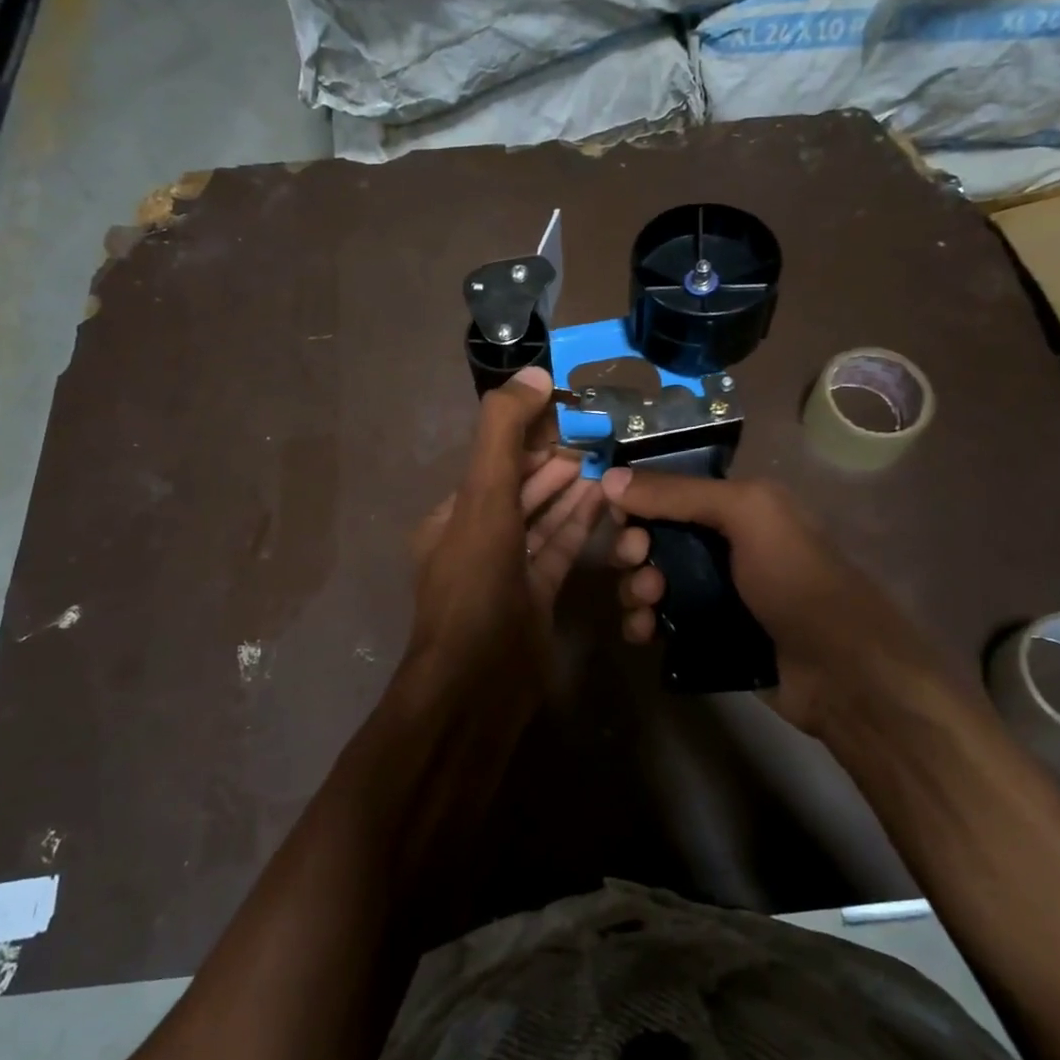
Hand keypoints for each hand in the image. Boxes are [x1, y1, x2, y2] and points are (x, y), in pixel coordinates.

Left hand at [405, 368, 603, 688]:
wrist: (479, 685)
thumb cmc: (476, 585)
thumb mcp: (483, 500)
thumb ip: (504, 435)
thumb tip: (534, 375)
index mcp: (452, 516)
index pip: (493, 460)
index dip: (527, 433)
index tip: (567, 409)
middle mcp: (476, 539)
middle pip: (519, 488)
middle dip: (553, 460)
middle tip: (597, 434)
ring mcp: (507, 571)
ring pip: (541, 519)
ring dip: (570, 490)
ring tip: (606, 460)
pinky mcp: (535, 597)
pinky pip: (558, 549)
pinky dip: (579, 525)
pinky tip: (604, 500)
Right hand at [602, 469, 946, 734]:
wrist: (843, 673)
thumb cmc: (797, 580)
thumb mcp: (747, 515)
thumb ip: (678, 493)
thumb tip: (609, 478)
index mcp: (734, 507)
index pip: (667, 492)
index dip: (636, 501)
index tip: (619, 518)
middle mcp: (720, 545)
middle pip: (651, 537)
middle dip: (632, 549)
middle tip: (638, 564)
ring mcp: (711, 593)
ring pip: (649, 581)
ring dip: (634, 588)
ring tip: (647, 604)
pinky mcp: (704, 635)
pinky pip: (657, 622)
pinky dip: (641, 623)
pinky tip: (644, 633)